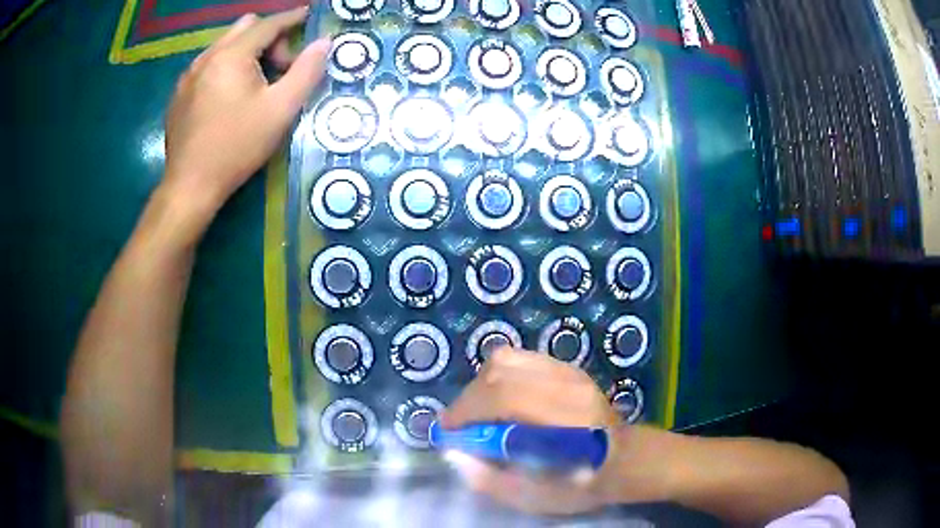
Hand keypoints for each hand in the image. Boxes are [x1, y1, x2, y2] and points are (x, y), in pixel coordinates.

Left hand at [161, 8, 330, 225]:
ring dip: (246, 52)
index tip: (309, 17)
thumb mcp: (280, 110)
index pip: (269, 24)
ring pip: (224, 45)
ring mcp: (188, 75)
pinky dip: (226, 67)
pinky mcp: (179, 93)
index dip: (293, 18)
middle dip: (268, 37)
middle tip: (280, 67)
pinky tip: (229, 97)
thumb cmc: (236, 147)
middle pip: (245, 27)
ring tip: (254, 84)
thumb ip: (307, 71)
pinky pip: (208, 64)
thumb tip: (324, 43)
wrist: (189, 186)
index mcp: (232, 55)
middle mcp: (207, 56)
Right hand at [441, 348, 674, 514]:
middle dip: (469, 399)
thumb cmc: (583, 483)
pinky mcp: (567, 367)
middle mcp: (566, 385)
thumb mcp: (537, 498)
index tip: (447, 431)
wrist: (624, 459)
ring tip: (479, 412)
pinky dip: (499, 376)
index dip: (466, 411)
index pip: (503, 398)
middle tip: (461, 425)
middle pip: (500, 372)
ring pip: (507, 359)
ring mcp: (568, 371)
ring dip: (481, 385)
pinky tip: (501, 399)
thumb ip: (491, 480)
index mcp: (564, 419)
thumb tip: (454, 454)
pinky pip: (520, 359)